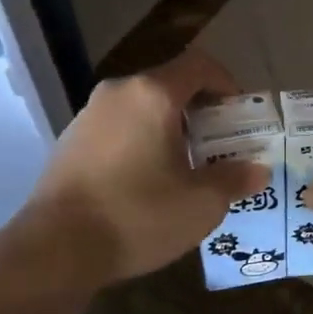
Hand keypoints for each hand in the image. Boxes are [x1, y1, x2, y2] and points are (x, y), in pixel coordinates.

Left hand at [15, 50, 268, 284]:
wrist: (55, 248)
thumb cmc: (137, 216)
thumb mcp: (200, 204)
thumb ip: (234, 180)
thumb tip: (257, 170)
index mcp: (152, 95)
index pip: (199, 65)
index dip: (226, 83)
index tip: (239, 116)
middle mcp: (118, 93)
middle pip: (169, 86)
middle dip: (200, 112)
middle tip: (218, 148)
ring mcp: (88, 115)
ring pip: (141, 108)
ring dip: (169, 128)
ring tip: (184, 169)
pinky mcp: (70, 141)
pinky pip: (117, 128)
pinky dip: (139, 142)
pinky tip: (144, 183)